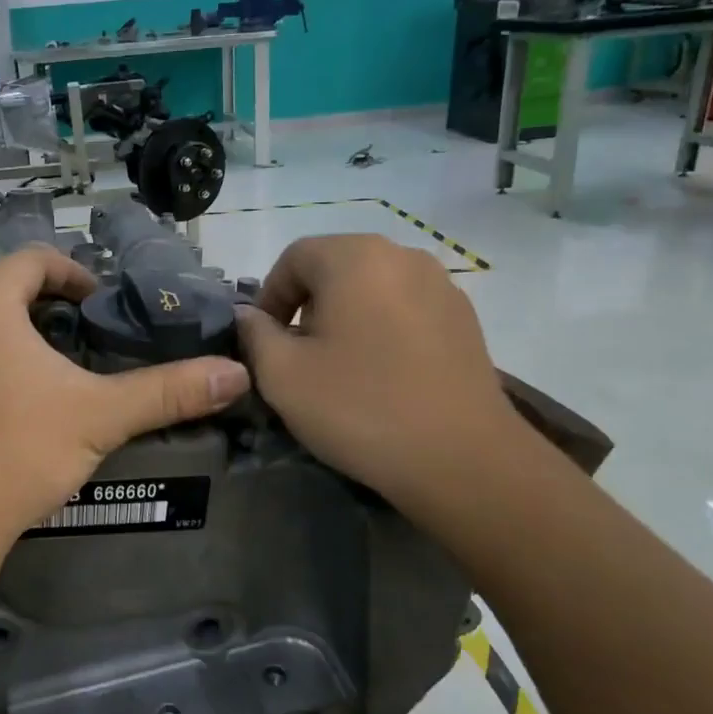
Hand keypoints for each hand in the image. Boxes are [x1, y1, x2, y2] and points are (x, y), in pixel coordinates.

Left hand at [0, 248, 250, 549]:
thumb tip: (236, 374)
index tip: (105, 307)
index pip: (35, 259)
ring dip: (21, 331)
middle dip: (52, 306)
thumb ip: (168, 391)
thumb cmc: (17, 450)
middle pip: (6, 287)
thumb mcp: (100, 415)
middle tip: (91, 338)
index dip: (78, 274)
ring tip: (61, 368)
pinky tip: (19, 399)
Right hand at [235, 235, 518, 511]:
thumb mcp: (282, 375)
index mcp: (355, 257)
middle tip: (297, 355)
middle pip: (335, 267)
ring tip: (340, 366)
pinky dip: (382, 329)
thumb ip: (254, 335)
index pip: (294, 257)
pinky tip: (382, 374)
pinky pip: (405, 309)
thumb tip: (247, 316)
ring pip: (372, 288)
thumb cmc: (360, 408)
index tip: (263, 341)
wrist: (461, 458)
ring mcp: (441, 285)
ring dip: (345, 316)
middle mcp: (402, 255)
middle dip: (307, 306)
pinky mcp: (465, 318)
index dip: (269, 296)